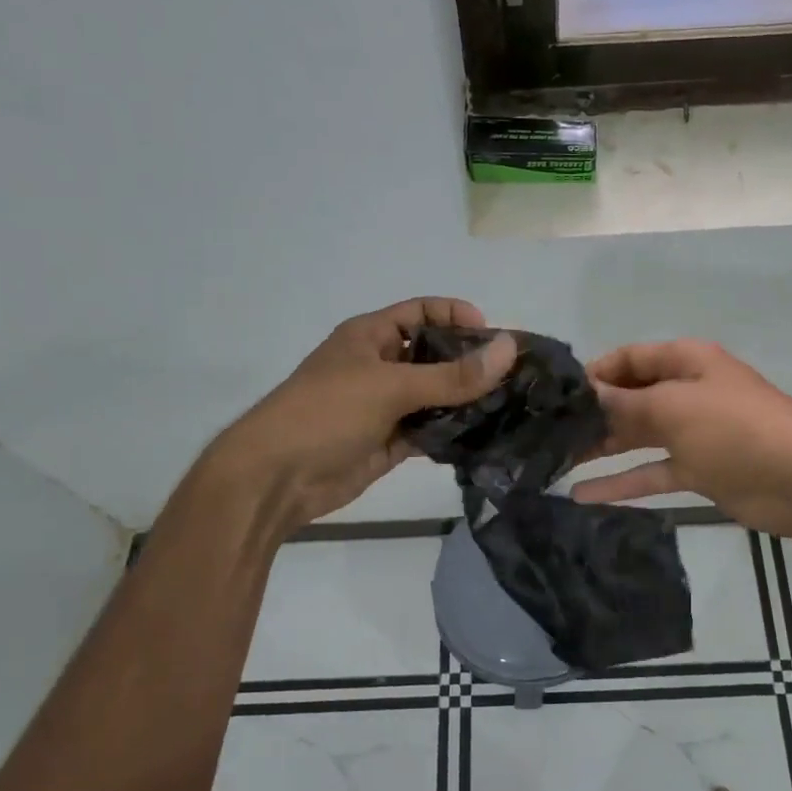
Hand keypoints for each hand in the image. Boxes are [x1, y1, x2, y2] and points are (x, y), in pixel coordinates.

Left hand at [197, 298, 515, 537]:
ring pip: (435, 396)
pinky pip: (430, 430)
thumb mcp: (390, 386)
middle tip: (514, 377)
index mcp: (370, 336)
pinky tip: (485, 436)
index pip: (422, 312)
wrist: (277, 479)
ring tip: (511, 407)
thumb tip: (509, 349)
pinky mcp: (390, 442)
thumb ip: (452, 374)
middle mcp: (380, 366)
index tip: (494, 337)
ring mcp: (385, 406)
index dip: (457, 316)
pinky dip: (453, 432)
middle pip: (434, 355)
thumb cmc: (326, 413)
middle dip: (471, 363)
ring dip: (466, 401)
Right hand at [570, 340, 791, 538]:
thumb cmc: (736, 429)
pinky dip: (621, 482)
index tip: (555, 395)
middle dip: (592, 414)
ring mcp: (692, 432)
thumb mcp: (674, 409)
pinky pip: (650, 470)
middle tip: (547, 434)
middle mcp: (686, 391)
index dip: (594, 373)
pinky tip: (582, 494)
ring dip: (600, 447)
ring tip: (554, 461)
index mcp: (686, 362)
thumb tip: (583, 395)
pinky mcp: (696, 469)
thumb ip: (624, 404)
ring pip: (636, 436)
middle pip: (630, 397)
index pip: (629, 358)